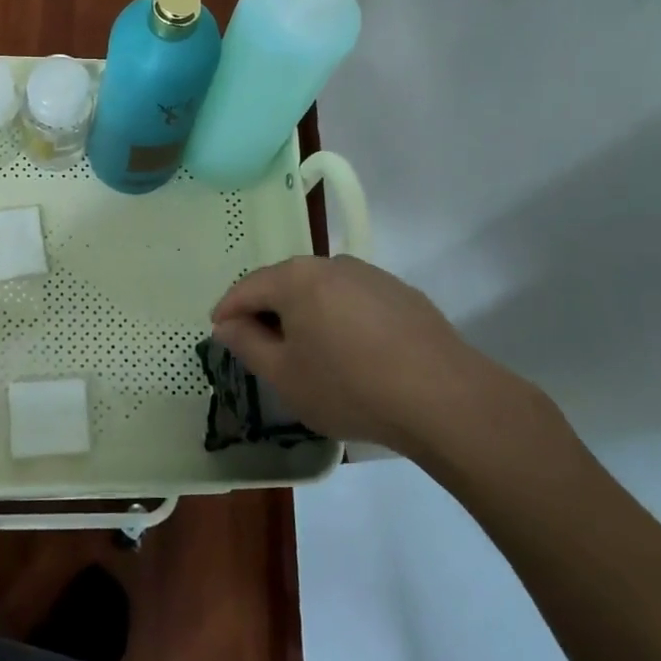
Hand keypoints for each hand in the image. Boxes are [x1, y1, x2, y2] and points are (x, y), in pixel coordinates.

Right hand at [210, 255, 555, 468]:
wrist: (443, 396)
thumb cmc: (349, 386)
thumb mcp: (285, 375)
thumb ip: (247, 344)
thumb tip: (228, 324)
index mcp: (296, 278)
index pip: (248, 286)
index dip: (228, 309)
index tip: (217, 329)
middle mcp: (331, 263)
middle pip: (285, 282)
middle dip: (267, 309)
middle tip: (258, 342)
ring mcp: (371, 275)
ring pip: (322, 290)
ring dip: (306, 313)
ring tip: (306, 349)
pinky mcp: (401, 293)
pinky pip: (354, 300)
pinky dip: (340, 318)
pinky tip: (351, 352)